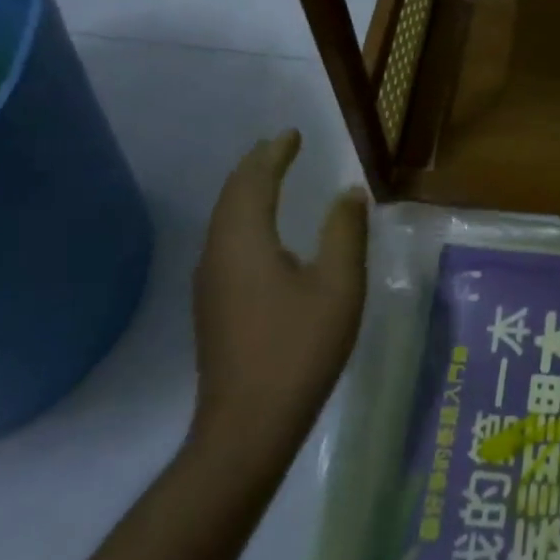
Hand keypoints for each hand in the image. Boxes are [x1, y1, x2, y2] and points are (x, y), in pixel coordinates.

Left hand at [190, 130, 367, 457]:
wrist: (248, 425)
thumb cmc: (298, 348)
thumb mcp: (338, 285)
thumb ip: (345, 232)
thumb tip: (349, 193)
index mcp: (245, 241)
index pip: (254, 181)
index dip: (273, 154)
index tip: (293, 134)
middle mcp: (218, 254)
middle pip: (231, 196)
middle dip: (255, 166)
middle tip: (280, 146)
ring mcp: (210, 282)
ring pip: (223, 219)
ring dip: (246, 190)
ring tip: (270, 175)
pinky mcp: (213, 305)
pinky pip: (224, 240)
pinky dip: (243, 217)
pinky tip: (262, 230)